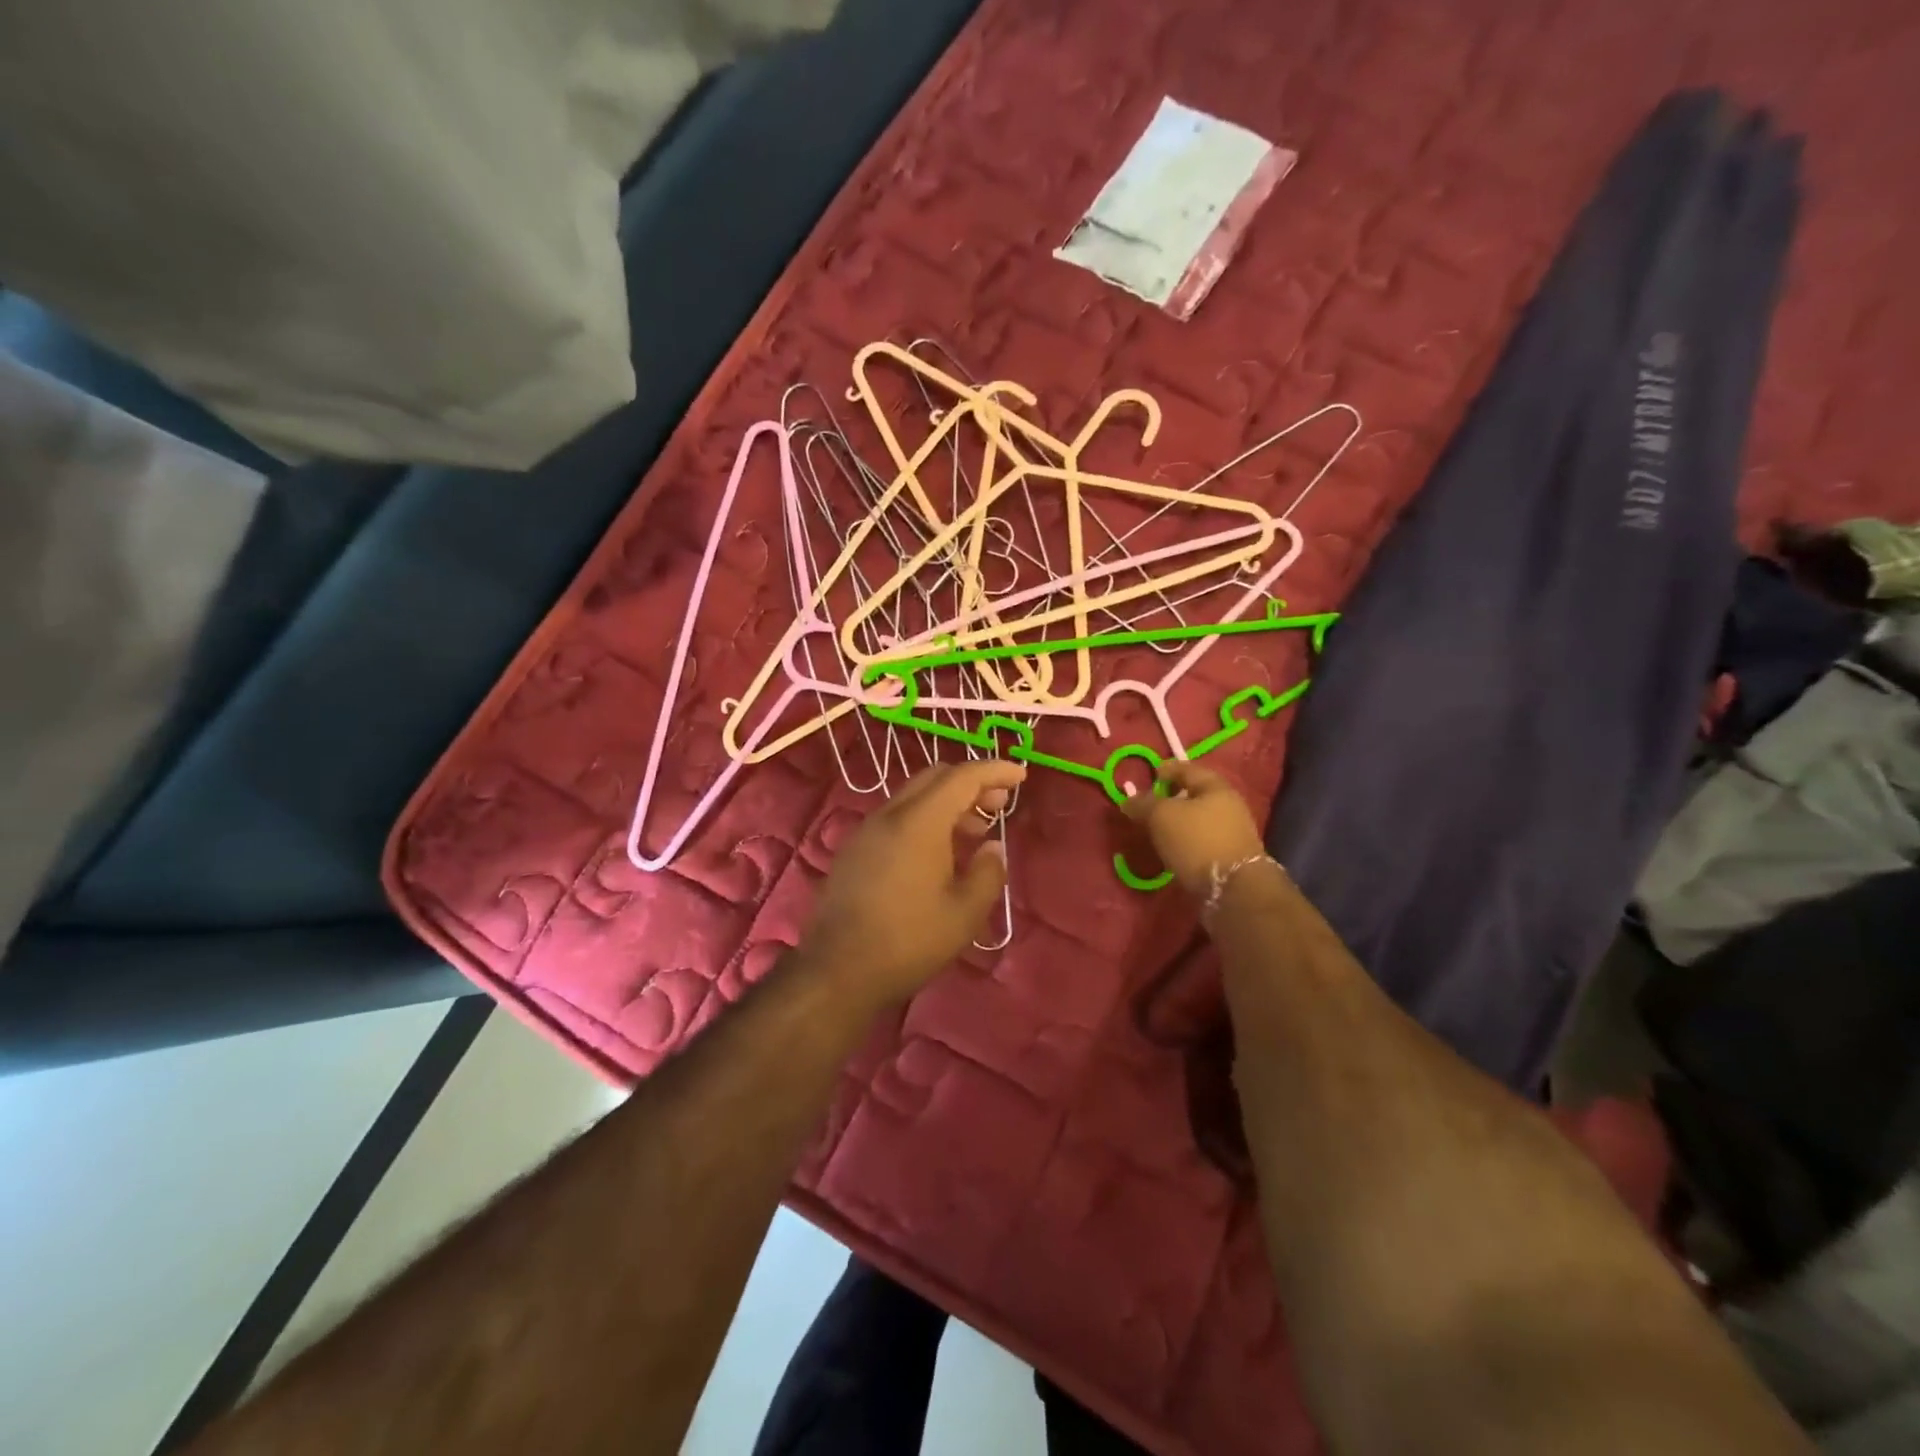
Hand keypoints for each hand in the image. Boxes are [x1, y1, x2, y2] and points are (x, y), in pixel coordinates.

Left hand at [802, 759, 1025, 1007]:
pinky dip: (926, 820)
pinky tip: (939, 853)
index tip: (1021, 776)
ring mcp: (867, 831)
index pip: (962, 777)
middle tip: (999, 806)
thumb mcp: (964, 914)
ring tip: (975, 832)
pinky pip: (897, 818)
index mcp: (920, 821)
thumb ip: (988, 873)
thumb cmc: (909, 941)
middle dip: (972, 783)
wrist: (837, 971)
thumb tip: (993, 848)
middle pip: (935, 778)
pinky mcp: (855, 850)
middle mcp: (890, 814)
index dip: (995, 771)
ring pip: (914, 797)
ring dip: (948, 803)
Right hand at [1123, 761, 1265, 897]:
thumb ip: (1143, 804)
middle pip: (1195, 794)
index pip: (1188, 769)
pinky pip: (1202, 839)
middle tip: (1149, 803)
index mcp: (1216, 787)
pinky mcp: (1230, 856)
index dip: (1168, 769)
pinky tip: (1172, 848)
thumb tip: (1128, 800)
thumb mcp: (1162, 816)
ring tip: (1156, 828)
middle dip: (1172, 796)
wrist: (1233, 889)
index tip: (1151, 774)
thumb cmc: (1196, 840)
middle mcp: (1228, 805)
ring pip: (1198, 818)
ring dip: (1178, 820)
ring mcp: (1232, 832)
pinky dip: (1185, 839)